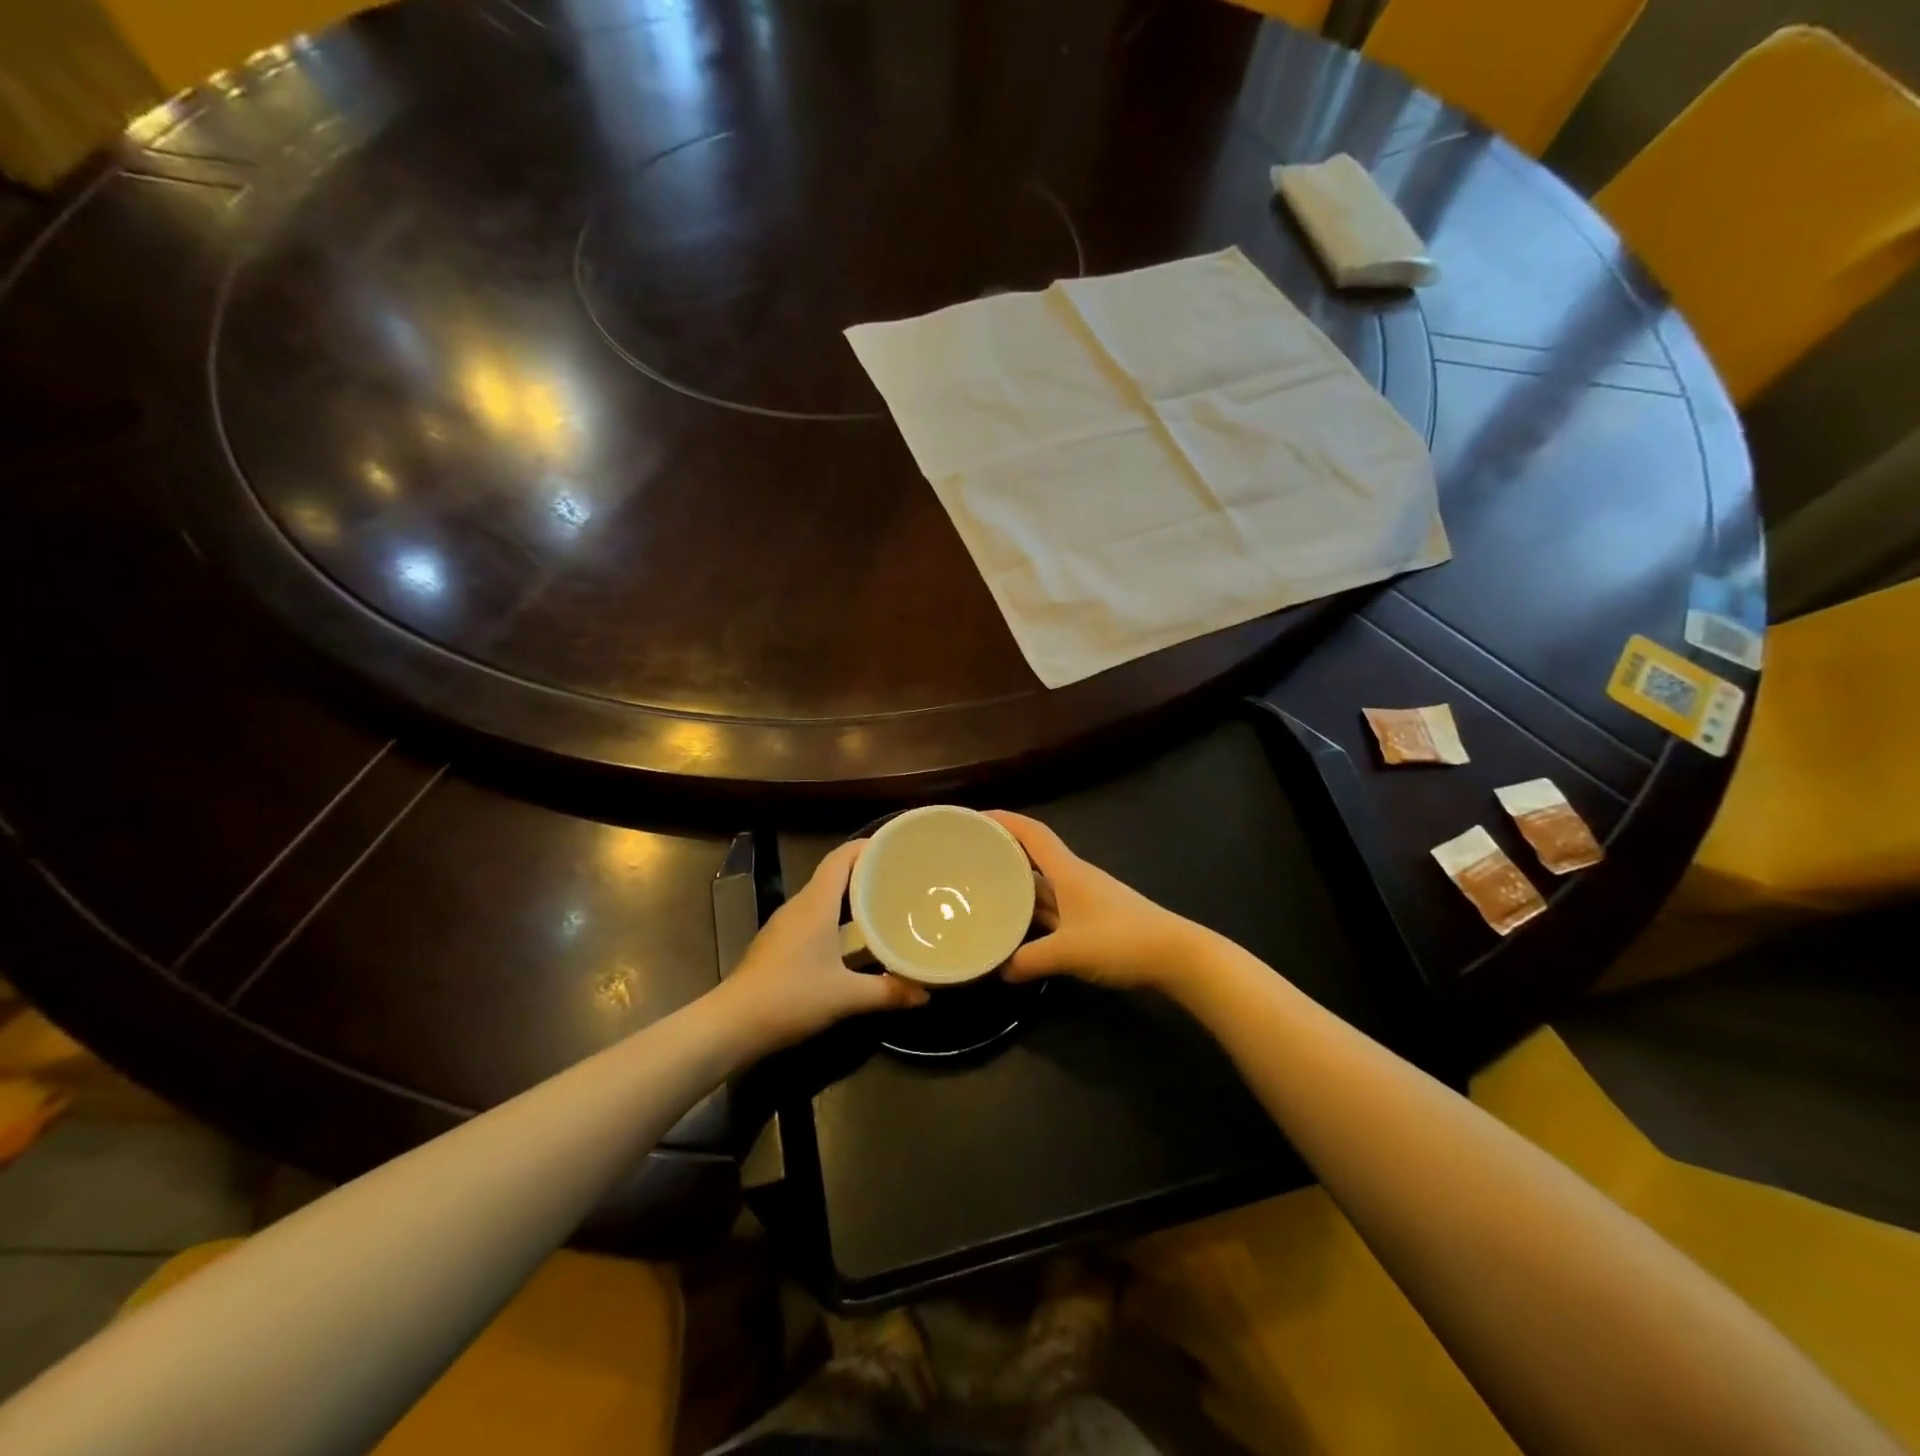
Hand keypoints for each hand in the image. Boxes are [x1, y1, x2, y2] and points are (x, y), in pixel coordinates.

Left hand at [717, 839, 928, 1053]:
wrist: (731, 1024)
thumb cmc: (790, 998)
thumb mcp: (845, 996)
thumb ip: (887, 992)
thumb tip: (925, 994)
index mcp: (816, 904)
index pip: (841, 858)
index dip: (866, 846)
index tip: (894, 846)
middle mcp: (799, 906)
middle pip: (833, 874)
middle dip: (865, 871)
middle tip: (899, 877)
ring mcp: (784, 924)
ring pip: (822, 897)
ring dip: (850, 895)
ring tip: (882, 903)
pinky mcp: (777, 944)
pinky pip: (812, 916)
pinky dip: (836, 916)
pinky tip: (853, 938)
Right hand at [985, 812, 1204, 993]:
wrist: (1176, 956)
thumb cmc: (1121, 940)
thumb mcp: (1068, 952)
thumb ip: (1028, 960)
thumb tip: (997, 970)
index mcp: (1068, 871)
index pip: (1032, 833)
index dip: (1004, 820)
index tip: (974, 818)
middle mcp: (1074, 878)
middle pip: (1034, 855)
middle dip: (1003, 851)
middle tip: (968, 856)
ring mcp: (1085, 899)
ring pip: (1043, 884)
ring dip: (1016, 883)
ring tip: (982, 888)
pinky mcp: (1092, 920)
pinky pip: (1053, 908)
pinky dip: (1033, 912)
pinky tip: (1017, 925)